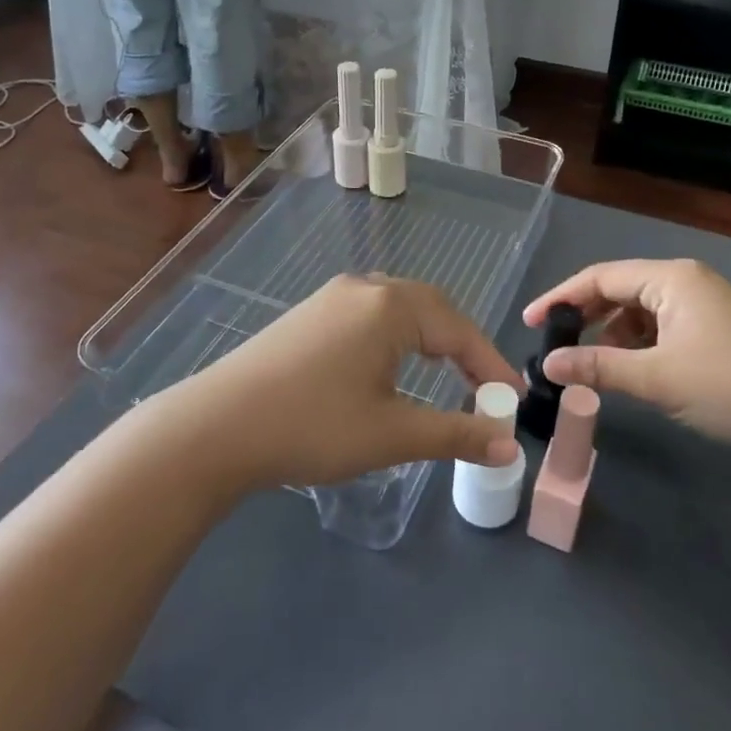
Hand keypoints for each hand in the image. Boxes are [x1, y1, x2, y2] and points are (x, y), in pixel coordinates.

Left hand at [146, 275, 523, 495]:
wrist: (218, 426)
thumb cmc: (314, 426)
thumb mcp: (392, 434)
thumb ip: (455, 433)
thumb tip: (508, 443)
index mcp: (390, 306)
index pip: (459, 329)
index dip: (490, 366)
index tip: (512, 402)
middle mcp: (363, 288)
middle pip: (431, 308)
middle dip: (462, 347)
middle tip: (482, 389)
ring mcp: (331, 297)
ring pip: (398, 310)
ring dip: (428, 340)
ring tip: (444, 377)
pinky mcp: (308, 314)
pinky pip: (369, 316)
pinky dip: (396, 339)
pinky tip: (390, 368)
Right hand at [523, 259, 730, 461]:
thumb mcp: (657, 378)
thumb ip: (598, 368)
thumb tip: (546, 366)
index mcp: (670, 278)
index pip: (600, 277)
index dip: (560, 298)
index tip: (529, 323)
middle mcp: (685, 281)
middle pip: (619, 290)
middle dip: (584, 316)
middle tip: (553, 343)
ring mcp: (704, 305)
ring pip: (640, 312)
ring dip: (611, 334)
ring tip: (588, 363)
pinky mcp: (715, 330)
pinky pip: (661, 328)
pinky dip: (638, 346)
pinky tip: (629, 370)